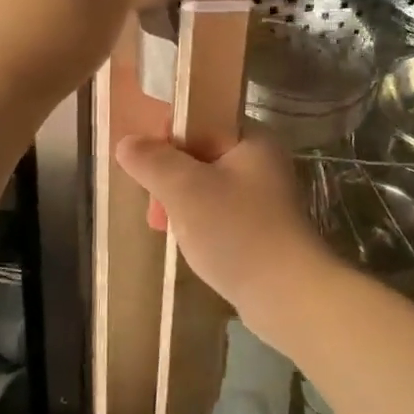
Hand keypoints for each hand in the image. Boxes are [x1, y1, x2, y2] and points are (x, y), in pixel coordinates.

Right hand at [114, 134, 338, 328]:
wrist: (287, 296)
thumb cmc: (236, 231)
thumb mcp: (185, 189)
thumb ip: (152, 161)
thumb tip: (127, 143)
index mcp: (251, 138)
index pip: (201, 116)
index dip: (168, 135)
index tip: (149, 164)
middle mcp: (261, 160)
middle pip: (200, 152)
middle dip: (170, 176)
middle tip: (155, 206)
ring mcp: (263, 196)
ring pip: (205, 184)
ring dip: (179, 202)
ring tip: (165, 228)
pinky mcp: (260, 228)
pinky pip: (218, 212)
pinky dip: (197, 222)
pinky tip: (186, 243)